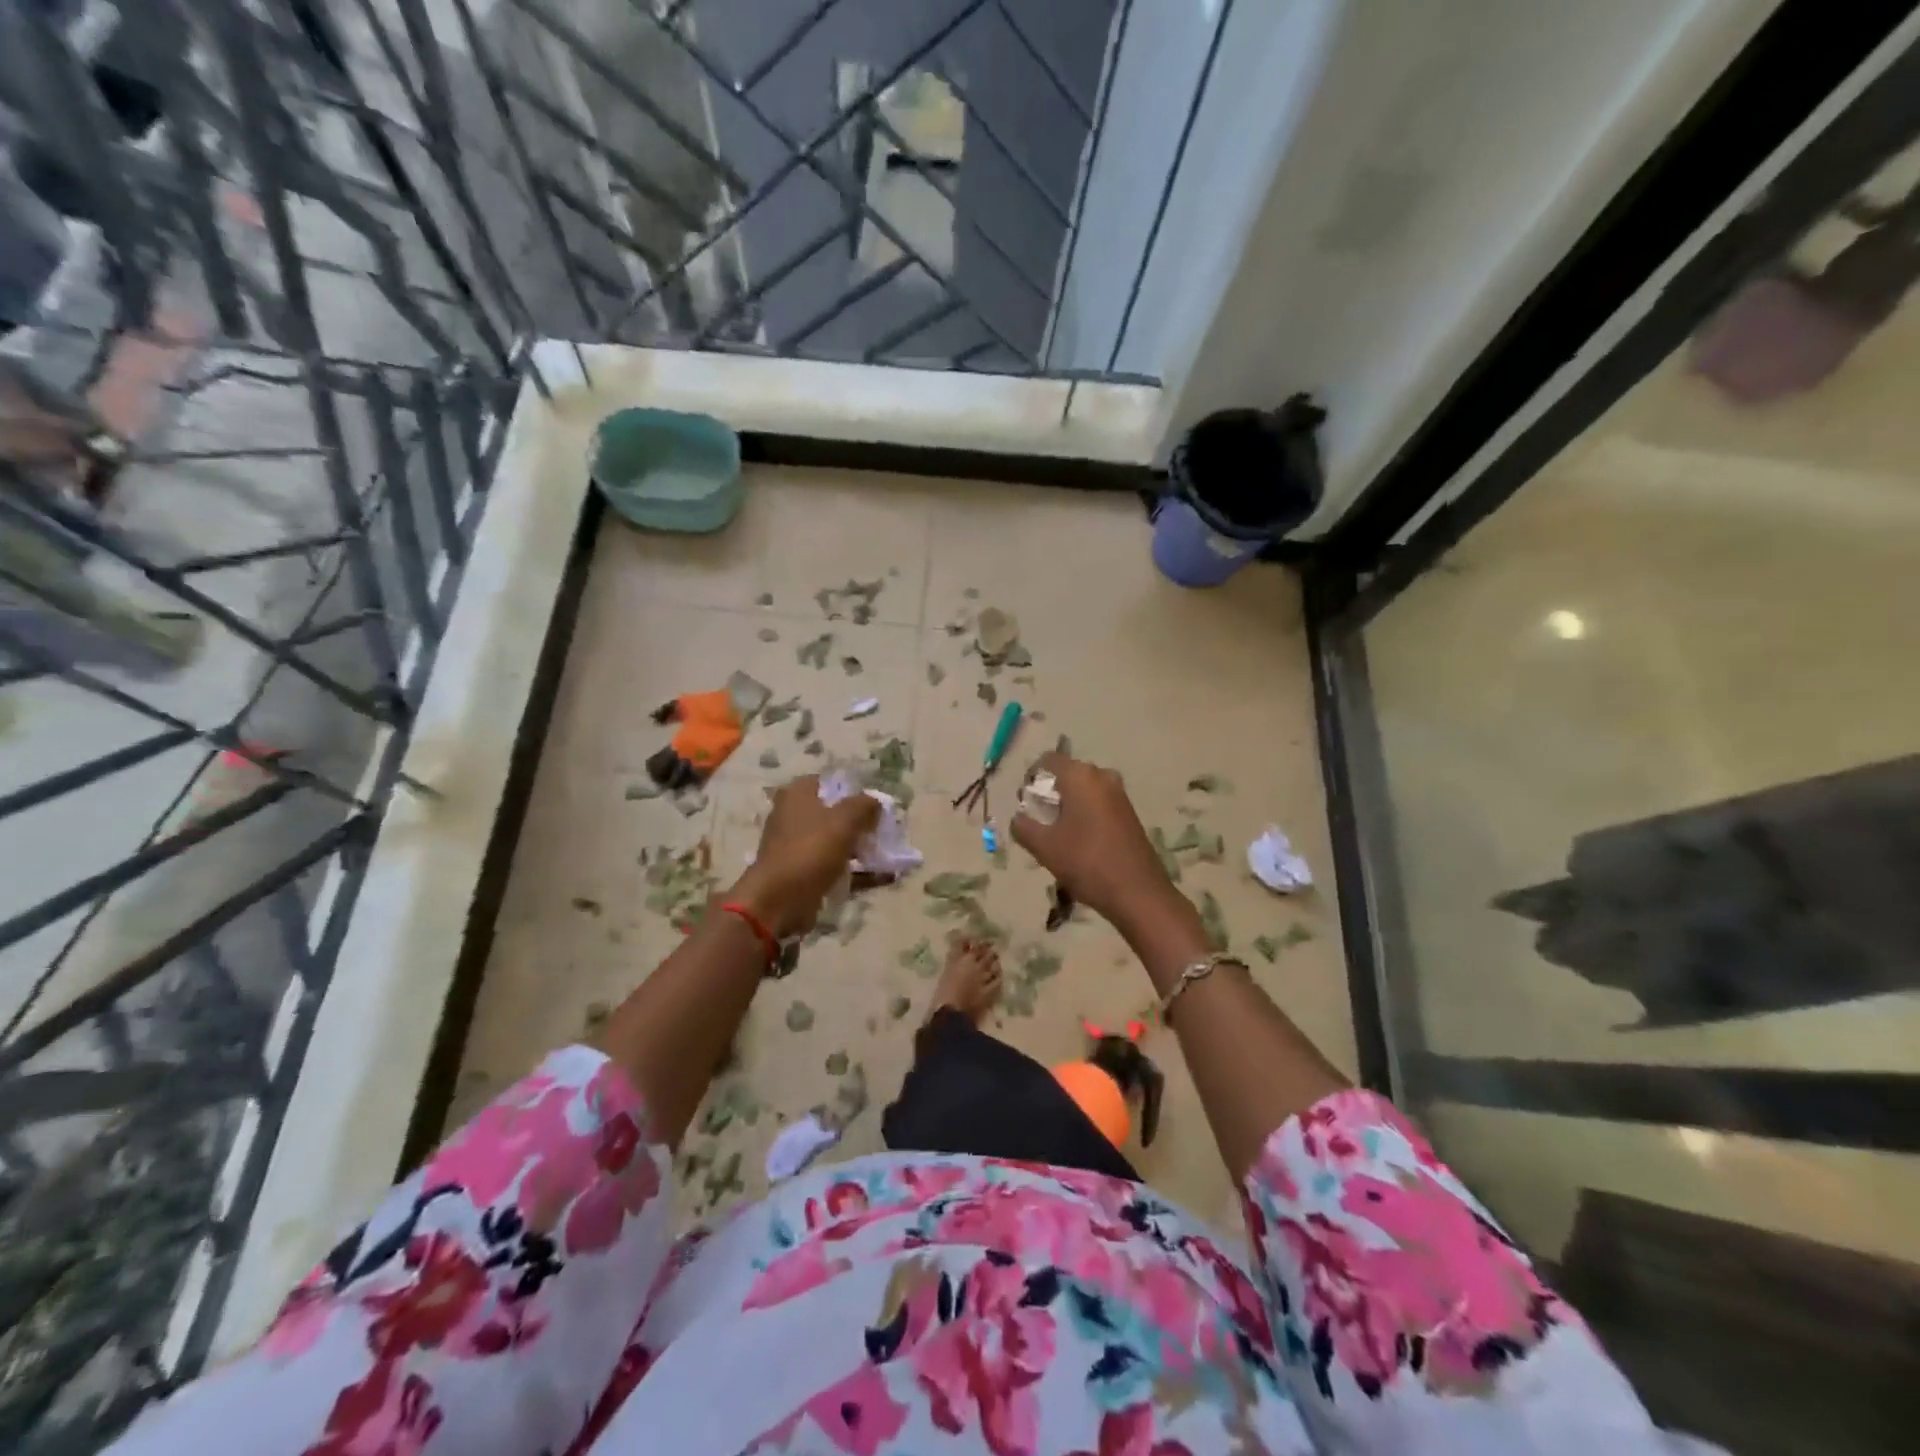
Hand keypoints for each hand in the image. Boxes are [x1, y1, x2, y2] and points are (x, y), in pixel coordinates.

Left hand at [727, 776, 879, 938]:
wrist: (779, 901)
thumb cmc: (810, 850)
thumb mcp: (844, 820)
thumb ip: (865, 805)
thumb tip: (876, 801)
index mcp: (797, 795)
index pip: (830, 782)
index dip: (856, 791)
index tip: (878, 805)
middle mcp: (794, 816)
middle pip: (835, 813)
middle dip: (863, 822)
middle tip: (887, 830)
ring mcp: (798, 847)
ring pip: (838, 842)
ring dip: (863, 849)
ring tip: (892, 856)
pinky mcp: (804, 873)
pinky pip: (837, 868)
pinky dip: (859, 872)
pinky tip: (886, 878)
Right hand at [1010, 753, 1176, 931]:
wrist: (1137, 893)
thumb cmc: (1086, 862)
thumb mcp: (1043, 846)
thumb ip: (1023, 826)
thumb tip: (1019, 818)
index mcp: (1080, 776)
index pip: (1047, 760)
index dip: (1030, 778)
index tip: (1025, 803)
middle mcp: (1102, 777)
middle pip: (1066, 774)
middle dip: (1048, 794)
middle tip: (1038, 822)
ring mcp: (1119, 794)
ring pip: (1083, 790)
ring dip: (1066, 807)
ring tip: (1056, 836)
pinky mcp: (1129, 813)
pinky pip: (1098, 803)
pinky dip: (1083, 815)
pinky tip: (1079, 843)